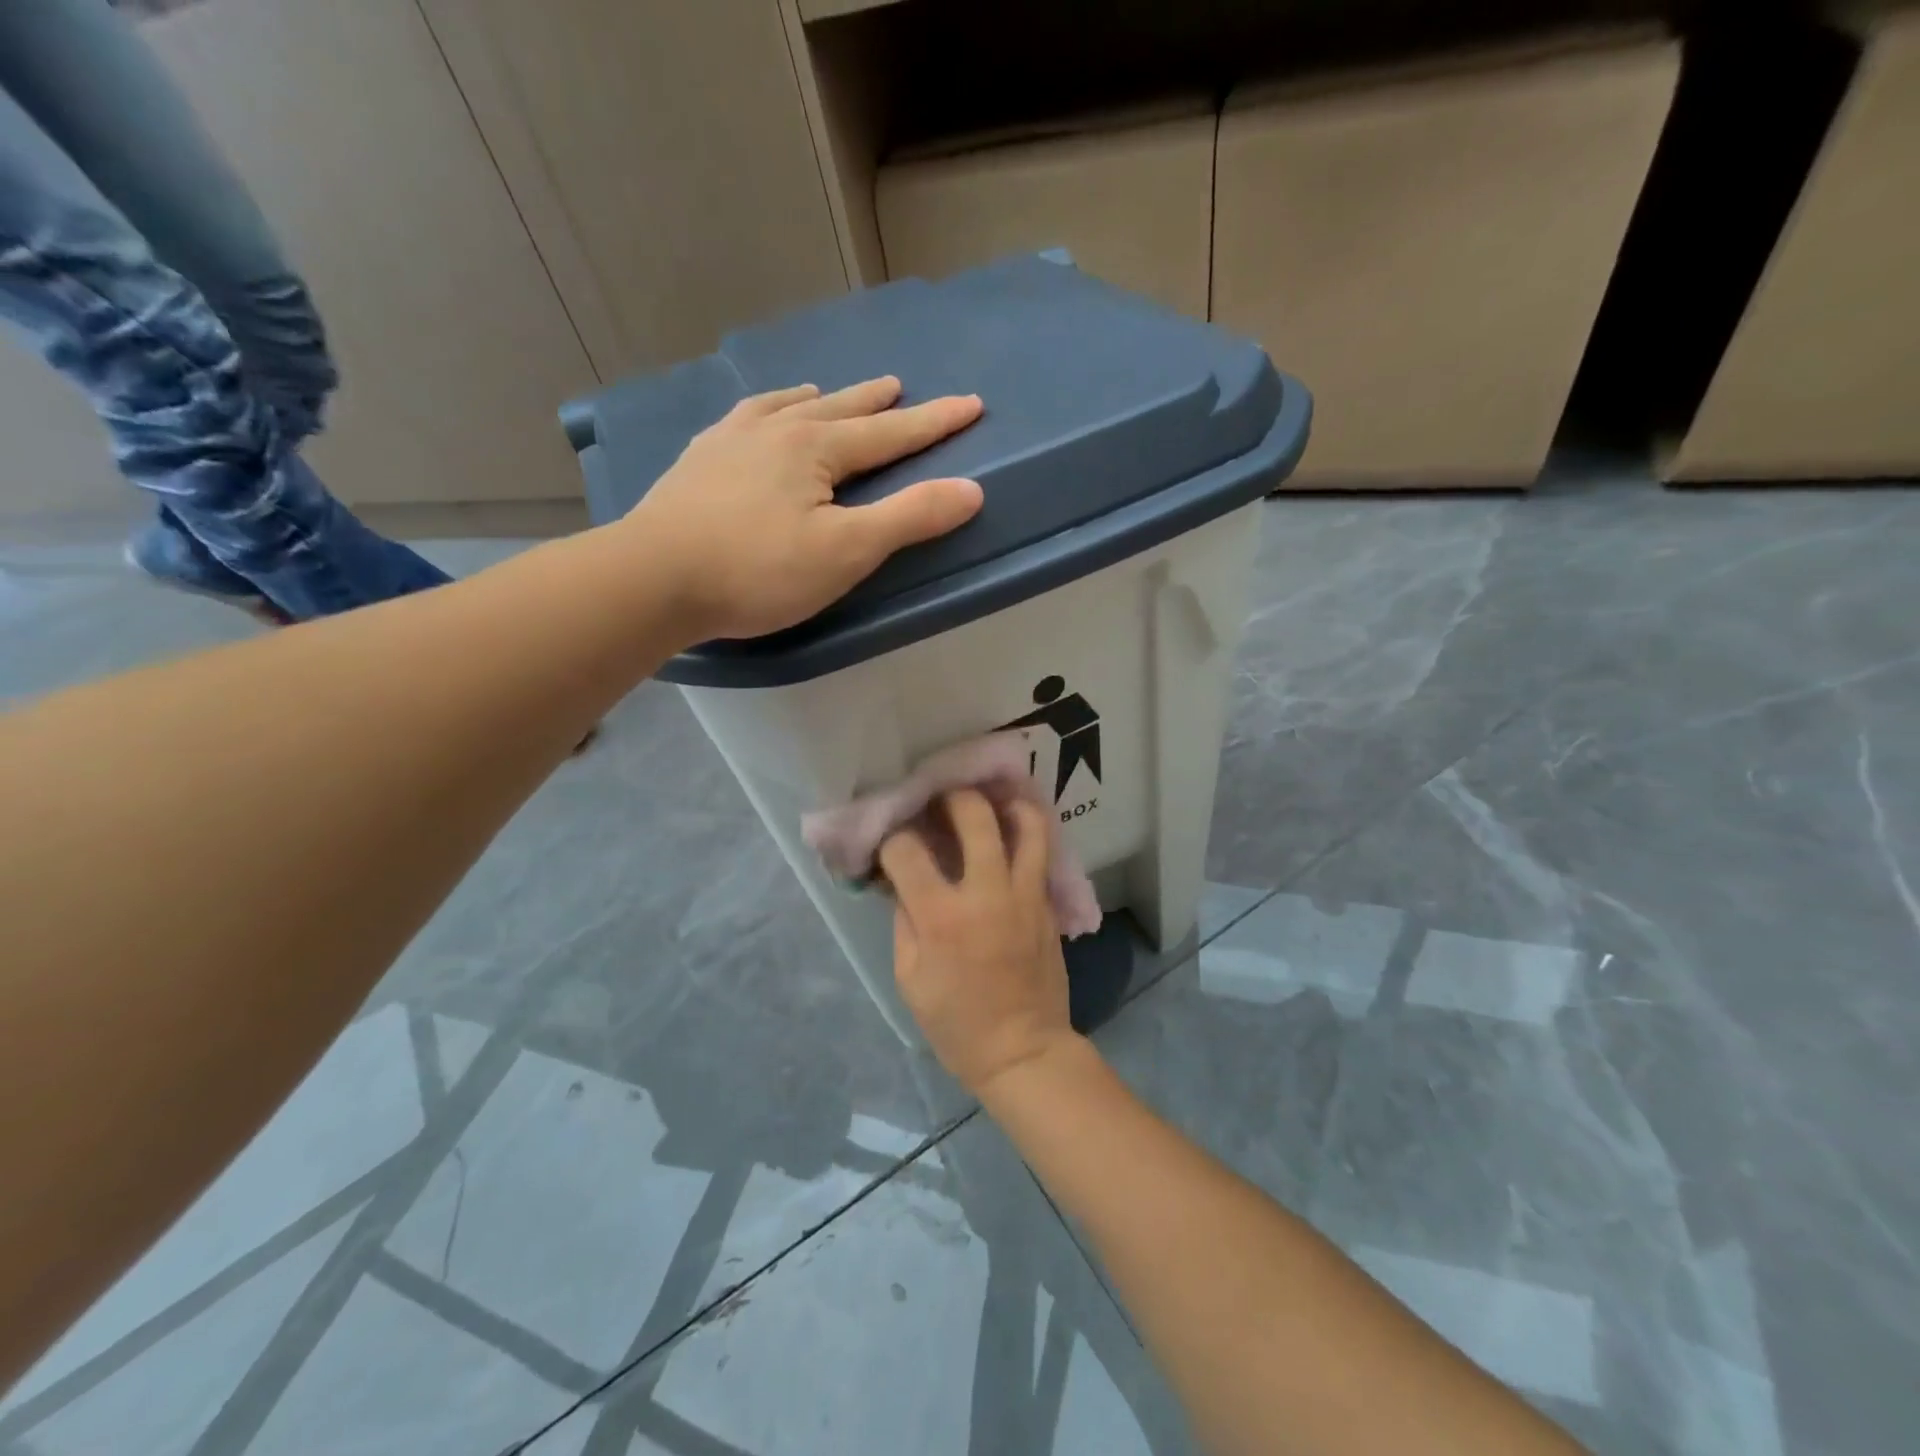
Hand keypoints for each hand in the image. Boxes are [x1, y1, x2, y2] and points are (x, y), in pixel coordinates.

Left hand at [628, 377, 983, 641]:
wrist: (656, 576)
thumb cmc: (760, 569)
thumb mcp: (846, 551)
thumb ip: (909, 518)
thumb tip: (971, 490)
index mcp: (817, 448)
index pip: (891, 432)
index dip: (935, 422)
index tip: (971, 404)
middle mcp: (776, 429)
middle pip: (839, 409)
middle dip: (876, 402)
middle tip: (899, 387)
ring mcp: (730, 440)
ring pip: (786, 407)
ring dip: (818, 400)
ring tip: (826, 394)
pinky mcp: (698, 460)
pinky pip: (742, 419)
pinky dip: (764, 411)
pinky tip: (755, 418)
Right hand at [879, 789, 1077, 1097]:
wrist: (1023, 1049)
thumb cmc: (955, 1022)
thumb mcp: (908, 977)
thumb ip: (904, 919)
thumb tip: (902, 880)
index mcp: (941, 916)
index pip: (906, 849)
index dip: (891, 839)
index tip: (890, 843)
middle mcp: (986, 892)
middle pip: (973, 814)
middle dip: (950, 796)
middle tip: (939, 799)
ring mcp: (1025, 893)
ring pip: (1025, 822)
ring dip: (1003, 802)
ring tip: (987, 801)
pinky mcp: (1048, 902)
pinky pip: (1041, 850)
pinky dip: (1026, 830)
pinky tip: (1010, 829)